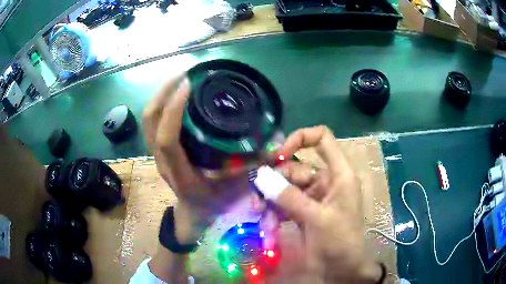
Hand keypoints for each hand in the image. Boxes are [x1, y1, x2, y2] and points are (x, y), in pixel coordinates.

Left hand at [142, 74, 248, 243]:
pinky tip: (178, 93)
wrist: (194, 214)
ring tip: (181, 77)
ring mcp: (157, 155)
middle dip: (163, 92)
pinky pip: (154, 122)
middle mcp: (163, 162)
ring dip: (161, 94)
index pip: (167, 139)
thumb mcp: (237, 188)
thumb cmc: (215, 203)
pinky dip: (162, 103)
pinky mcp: (159, 150)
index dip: (173, 110)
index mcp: (180, 174)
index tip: (189, 85)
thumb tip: (277, 146)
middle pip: (150, 122)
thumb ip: (255, 167)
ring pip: (149, 120)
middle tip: (185, 72)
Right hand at [257, 126, 381, 282]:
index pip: (323, 139)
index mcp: (338, 175)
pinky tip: (268, 226)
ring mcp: (313, 198)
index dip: (300, 138)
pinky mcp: (303, 213)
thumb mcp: (317, 218)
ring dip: (270, 200)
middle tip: (257, 196)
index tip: (278, 154)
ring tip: (258, 213)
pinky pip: (284, 205)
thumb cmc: (340, 241)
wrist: (341, 271)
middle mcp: (325, 182)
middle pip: (295, 168)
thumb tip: (260, 175)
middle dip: (274, 181)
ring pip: (285, 188)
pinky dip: (274, 213)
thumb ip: (289, 197)